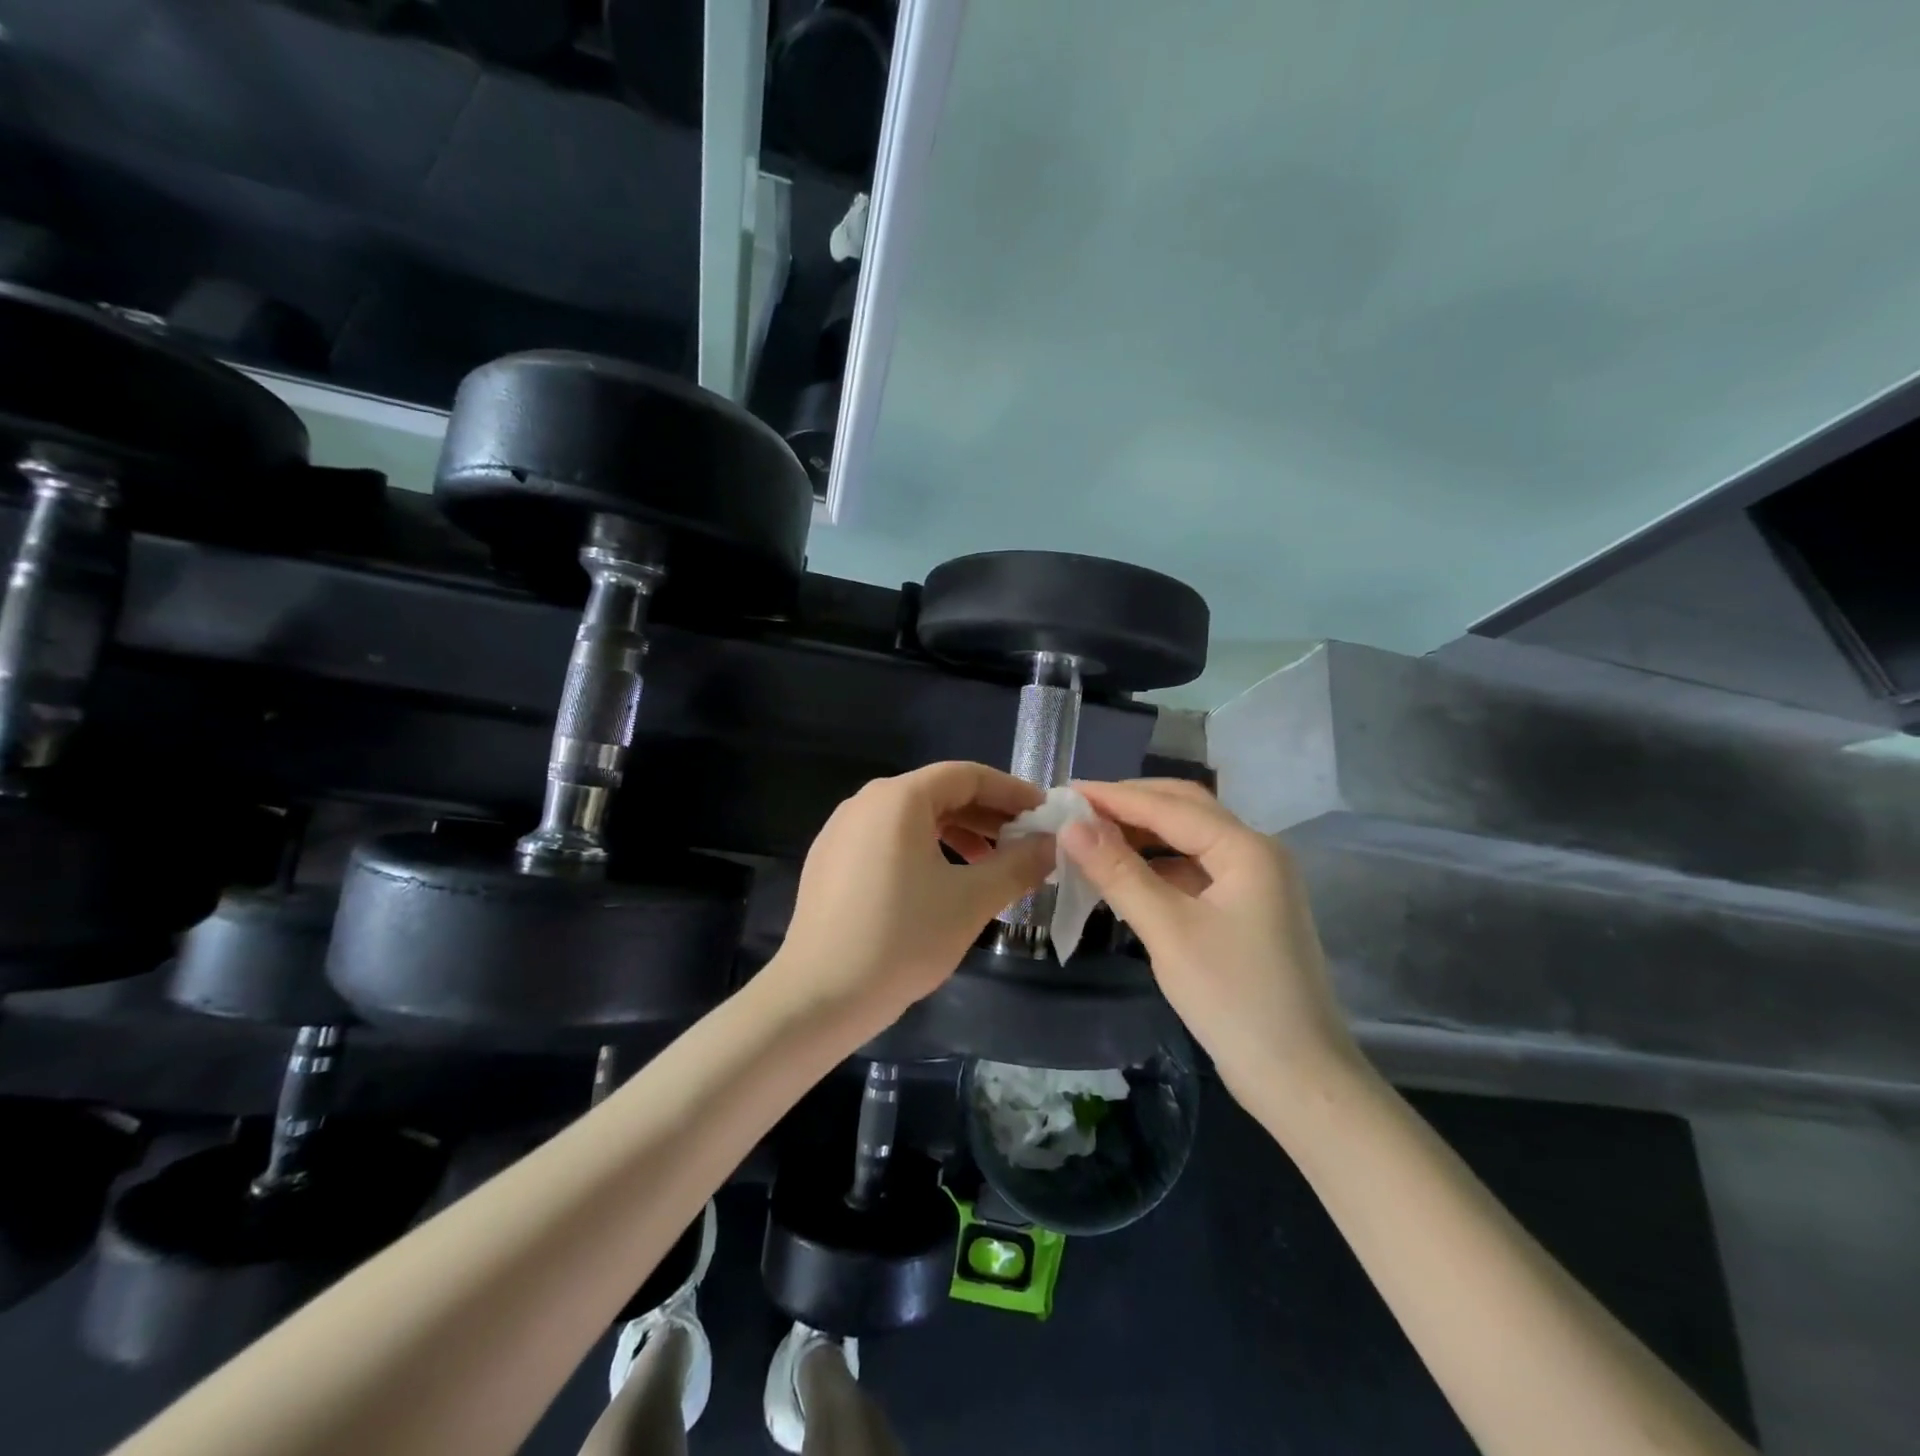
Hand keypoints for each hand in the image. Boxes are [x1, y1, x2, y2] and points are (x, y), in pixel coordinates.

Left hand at [771, 761, 1054, 1036]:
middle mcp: (866, 802)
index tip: (1043, 814)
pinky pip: (888, 839)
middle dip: (987, 816)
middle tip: (1024, 843)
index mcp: (898, 798)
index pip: (967, 775)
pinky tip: (943, 883)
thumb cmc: (902, 938)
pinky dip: (925, 850)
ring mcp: (842, 830)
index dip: (1011, 791)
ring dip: (958, 834)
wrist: (819, 996)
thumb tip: (1052, 844)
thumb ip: (1018, 865)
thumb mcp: (971, 901)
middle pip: (939, 794)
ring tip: (990, 867)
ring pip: (913, 818)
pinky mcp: (830, 860)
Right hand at [1059, 779, 1358, 1102]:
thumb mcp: (1168, 930)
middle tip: (1077, 810)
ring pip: (1189, 840)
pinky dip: (1157, 866)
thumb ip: (1119, 872)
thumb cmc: (1233, 999)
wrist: (1298, 1079)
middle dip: (1131, 805)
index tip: (1064, 792)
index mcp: (1246, 849)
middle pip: (1185, 810)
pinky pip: (1194, 870)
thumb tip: (1071, 825)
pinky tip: (1126, 876)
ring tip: (1092, 838)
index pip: (1169, 806)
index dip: (1114, 796)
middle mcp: (1255, 853)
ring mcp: (1254, 883)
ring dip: (1143, 835)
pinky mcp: (1246, 911)